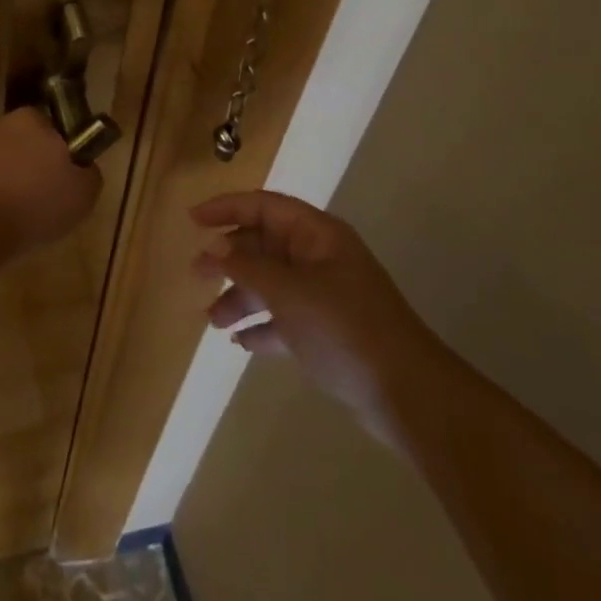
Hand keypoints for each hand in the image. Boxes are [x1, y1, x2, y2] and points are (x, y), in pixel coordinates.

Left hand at [0, 108, 100, 254]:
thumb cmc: (34, 207)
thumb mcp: (83, 195)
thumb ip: (88, 172)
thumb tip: (82, 166)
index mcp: (32, 119)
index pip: (51, 127)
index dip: (58, 152)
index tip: (60, 178)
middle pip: (20, 140)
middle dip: (28, 162)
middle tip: (37, 196)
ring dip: (1, 176)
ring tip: (9, 212)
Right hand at [193, 191, 447, 447]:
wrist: (408, 394)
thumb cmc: (344, 328)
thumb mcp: (288, 292)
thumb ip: (246, 267)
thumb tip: (215, 246)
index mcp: (316, 235)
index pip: (263, 206)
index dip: (226, 208)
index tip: (193, 220)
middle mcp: (320, 257)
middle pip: (264, 245)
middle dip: (229, 258)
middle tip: (196, 274)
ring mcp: (325, 294)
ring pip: (271, 283)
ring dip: (240, 296)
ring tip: (212, 320)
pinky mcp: (328, 330)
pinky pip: (284, 316)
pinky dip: (262, 325)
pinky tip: (240, 342)